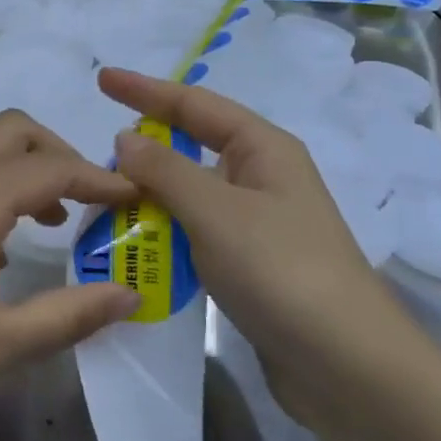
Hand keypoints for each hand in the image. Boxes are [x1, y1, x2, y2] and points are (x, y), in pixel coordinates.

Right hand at [99, 68, 424, 391]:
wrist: (344, 362)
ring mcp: (258, 222)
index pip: (195, 105)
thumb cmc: (280, 270)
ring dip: (151, 196)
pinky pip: (196, 232)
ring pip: (191, 193)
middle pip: (193, 147)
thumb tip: (125, 138)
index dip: (145, 90)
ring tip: (103, 200)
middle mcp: (262, 177)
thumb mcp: (216, 211)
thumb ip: (165, 171)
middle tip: (95, 153)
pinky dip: (165, 232)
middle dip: (146, 147)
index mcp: (264, 149)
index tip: (101, 78)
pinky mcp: (251, 263)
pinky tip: (135, 244)